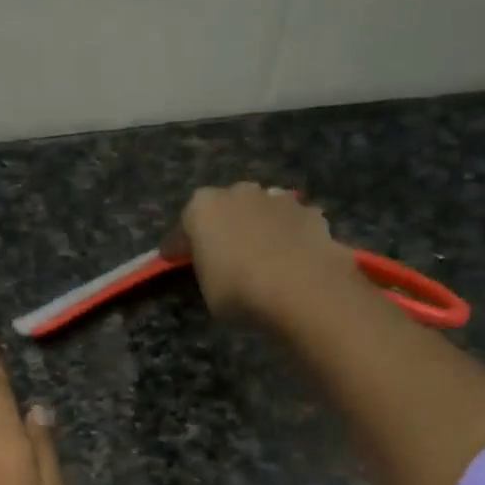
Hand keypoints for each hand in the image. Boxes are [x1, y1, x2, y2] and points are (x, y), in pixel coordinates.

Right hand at [166, 181, 353, 321]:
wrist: (303, 289)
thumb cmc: (239, 291)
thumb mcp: (207, 290)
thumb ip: (207, 269)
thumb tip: (213, 265)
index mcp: (202, 208)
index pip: (183, 227)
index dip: (179, 246)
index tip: (174, 260)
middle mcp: (238, 193)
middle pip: (224, 209)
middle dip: (222, 227)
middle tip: (221, 254)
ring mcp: (278, 199)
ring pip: (260, 211)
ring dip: (257, 227)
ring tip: (260, 255)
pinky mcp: (311, 213)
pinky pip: (291, 225)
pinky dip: (288, 237)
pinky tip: (291, 258)